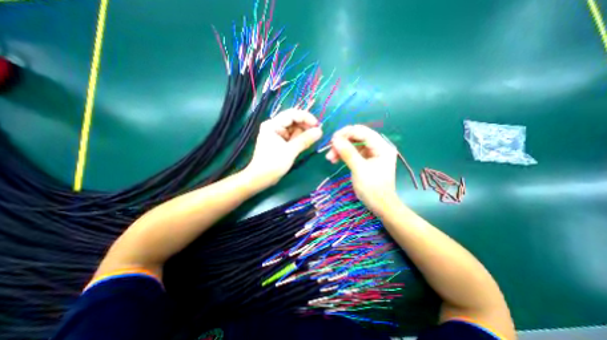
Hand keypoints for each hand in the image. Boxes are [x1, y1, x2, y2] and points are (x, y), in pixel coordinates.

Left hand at [245, 109, 324, 186]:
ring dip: (303, 134)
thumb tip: (320, 131)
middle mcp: (274, 126)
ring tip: (311, 141)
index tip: (317, 125)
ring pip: (294, 129)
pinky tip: (305, 144)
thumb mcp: (290, 151)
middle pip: (293, 121)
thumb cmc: (273, 164)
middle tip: (317, 134)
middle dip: (305, 126)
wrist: (260, 178)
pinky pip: (292, 137)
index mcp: (273, 125)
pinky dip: (299, 139)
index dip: (306, 117)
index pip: (292, 114)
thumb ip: (305, 140)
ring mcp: (277, 134)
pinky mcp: (279, 142)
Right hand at [328, 125, 399, 211]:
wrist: (380, 205)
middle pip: (357, 136)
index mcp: (382, 146)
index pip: (363, 131)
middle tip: (330, 150)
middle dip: (342, 142)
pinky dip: (344, 154)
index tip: (332, 140)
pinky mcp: (366, 159)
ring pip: (353, 144)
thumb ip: (348, 153)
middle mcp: (378, 146)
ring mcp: (372, 153)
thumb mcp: (359, 170)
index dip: (346, 133)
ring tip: (330, 158)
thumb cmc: (373, 189)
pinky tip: (335, 160)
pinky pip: (353, 152)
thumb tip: (335, 140)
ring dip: (341, 149)